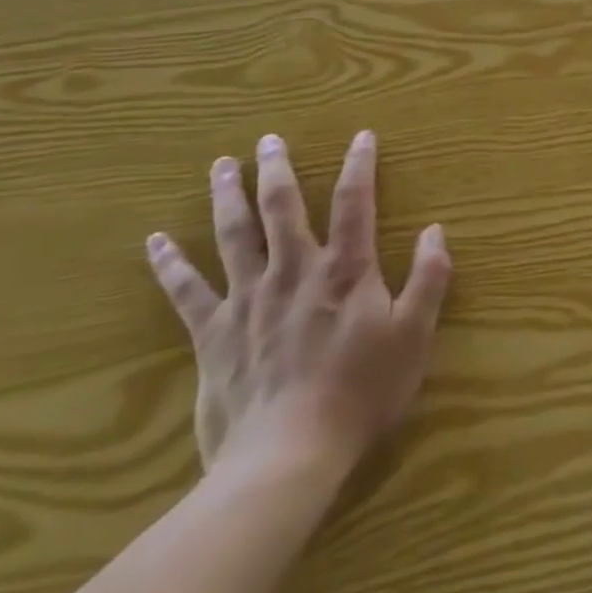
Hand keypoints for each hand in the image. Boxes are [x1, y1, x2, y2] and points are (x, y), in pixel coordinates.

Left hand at [146, 129, 450, 482]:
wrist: (288, 456)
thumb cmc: (360, 393)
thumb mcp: (414, 335)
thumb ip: (429, 278)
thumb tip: (436, 230)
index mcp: (344, 269)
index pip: (354, 202)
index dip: (359, 165)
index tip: (361, 135)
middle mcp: (294, 270)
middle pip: (282, 207)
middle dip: (277, 169)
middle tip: (268, 139)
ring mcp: (249, 300)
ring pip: (235, 235)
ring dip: (227, 196)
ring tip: (221, 165)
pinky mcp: (214, 334)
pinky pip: (188, 292)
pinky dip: (171, 265)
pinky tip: (155, 242)